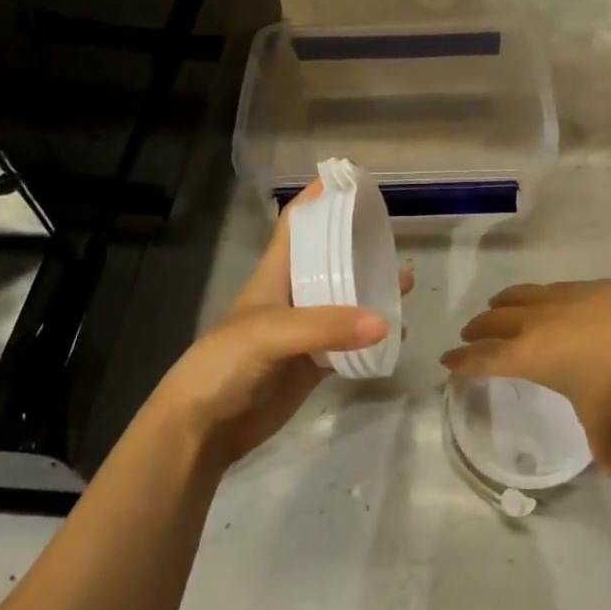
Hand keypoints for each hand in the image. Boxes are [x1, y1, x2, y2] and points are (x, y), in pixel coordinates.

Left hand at [150, 183, 394, 466]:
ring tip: (406, 282)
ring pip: (344, 302)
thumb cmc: (226, 363)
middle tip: (393, 233)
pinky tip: (398, 333)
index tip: (350, 181)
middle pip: (329, 261)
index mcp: (274, 275)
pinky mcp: (314, 364)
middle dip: (357, 246)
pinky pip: (349, 343)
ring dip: (372, 291)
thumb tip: (385, 322)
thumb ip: (325, 325)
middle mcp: (291, 296)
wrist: (204, 428)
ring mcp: (304, 331)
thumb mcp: (270, 333)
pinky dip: (373, 338)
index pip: (296, 226)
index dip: (318, 200)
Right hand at [447, 280, 610, 473]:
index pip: (484, 359)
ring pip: (515, 298)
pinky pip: (543, 289)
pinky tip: (542, 298)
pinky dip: (531, 294)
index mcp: (527, 356)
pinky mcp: (577, 286)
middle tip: (468, 335)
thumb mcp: (605, 416)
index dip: (463, 361)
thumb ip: (604, 444)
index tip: (446, 360)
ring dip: (499, 304)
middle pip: (493, 322)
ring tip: (494, 306)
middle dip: (477, 330)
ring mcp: (555, 300)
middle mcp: (532, 324)